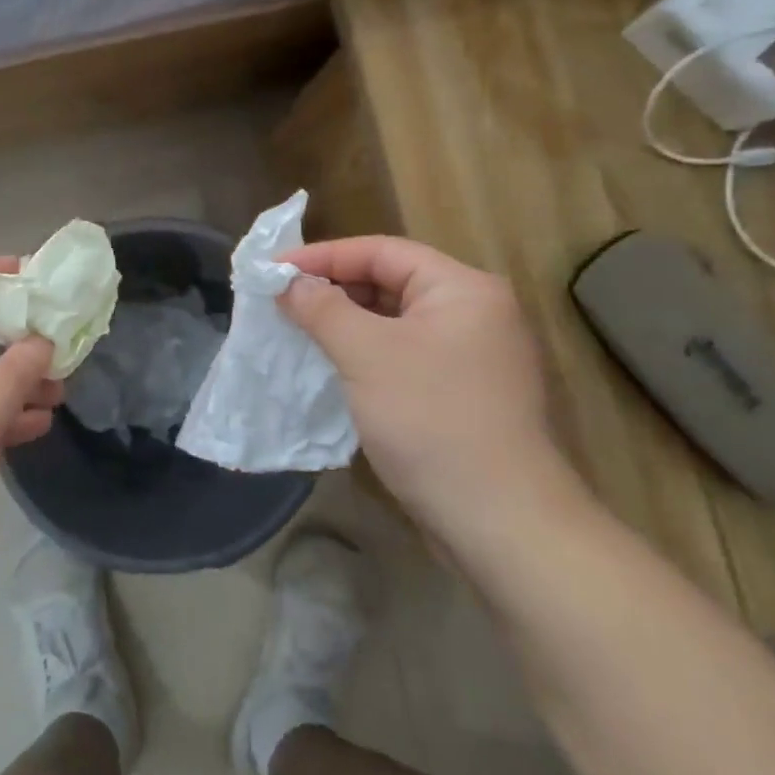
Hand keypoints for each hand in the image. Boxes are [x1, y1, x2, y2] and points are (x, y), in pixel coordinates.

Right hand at [278, 236, 590, 559]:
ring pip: (395, 323)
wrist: (500, 523)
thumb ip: (323, 308)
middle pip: (391, 283)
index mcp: (463, 289)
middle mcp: (474, 313)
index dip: (324, 256)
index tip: (274, 268)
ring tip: (296, 329)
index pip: (383, 251)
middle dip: (333, 289)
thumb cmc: (431, 420)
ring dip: (346, 324)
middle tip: (280, 299)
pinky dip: (365, 354)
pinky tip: (331, 366)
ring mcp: (471, 357)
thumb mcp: (366, 354)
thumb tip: (289, 281)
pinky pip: (404, 356)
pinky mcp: (462, 394)